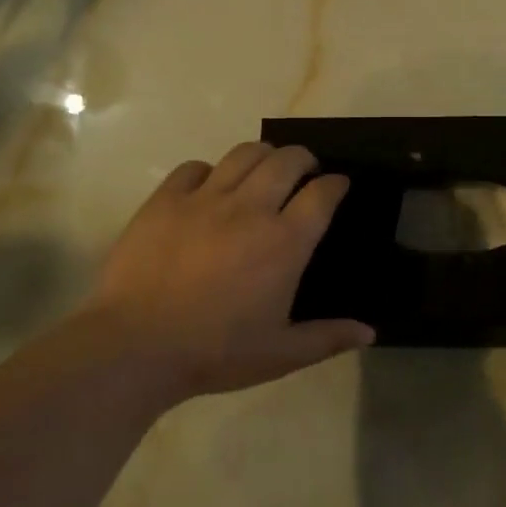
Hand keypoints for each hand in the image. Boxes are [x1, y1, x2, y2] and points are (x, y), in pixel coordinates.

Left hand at [62, 142, 372, 399]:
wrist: (135, 347)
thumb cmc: (215, 352)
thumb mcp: (280, 353)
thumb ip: (328, 338)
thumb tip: (370, 332)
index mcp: (285, 242)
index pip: (322, 193)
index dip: (337, 184)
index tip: (339, 185)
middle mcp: (250, 209)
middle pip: (287, 159)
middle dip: (304, 159)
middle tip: (304, 173)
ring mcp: (205, 199)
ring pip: (244, 153)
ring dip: (264, 155)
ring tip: (264, 170)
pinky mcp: (165, 200)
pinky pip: (195, 167)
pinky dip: (211, 171)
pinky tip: (210, 189)